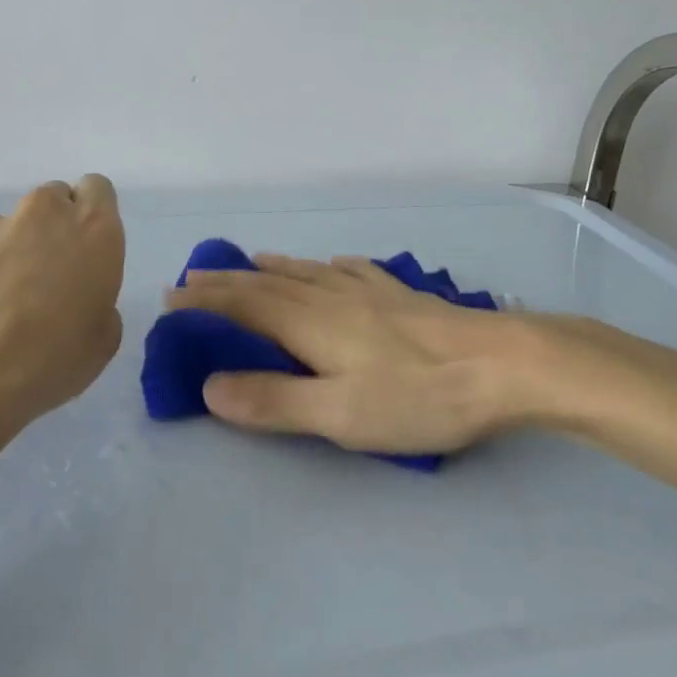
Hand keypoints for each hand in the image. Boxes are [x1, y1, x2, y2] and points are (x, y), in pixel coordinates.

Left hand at [0, 176, 125, 463]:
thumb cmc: (46, 361)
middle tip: (48, 281)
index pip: (98, 189)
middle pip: (53, 202)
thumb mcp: (101, 344)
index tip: (88, 252)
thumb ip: (98, 303)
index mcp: (92, 230)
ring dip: (12, 253)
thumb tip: (77, 300)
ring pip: (10, 227)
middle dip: (53, 231)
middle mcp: (42, 215)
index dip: (93, 217)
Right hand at [163, 254, 526, 454]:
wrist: (505, 364)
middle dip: (228, 281)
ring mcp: (372, 292)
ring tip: (250, 261)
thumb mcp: (340, 414)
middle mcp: (333, 297)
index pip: (244, 306)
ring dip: (271, 268)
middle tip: (194, 276)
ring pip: (307, 272)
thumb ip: (274, 401)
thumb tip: (210, 386)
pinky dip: (327, 266)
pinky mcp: (403, 296)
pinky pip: (351, 271)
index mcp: (311, 322)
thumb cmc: (419, 395)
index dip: (206, 302)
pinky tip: (332, 264)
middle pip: (269, 283)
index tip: (171, 297)